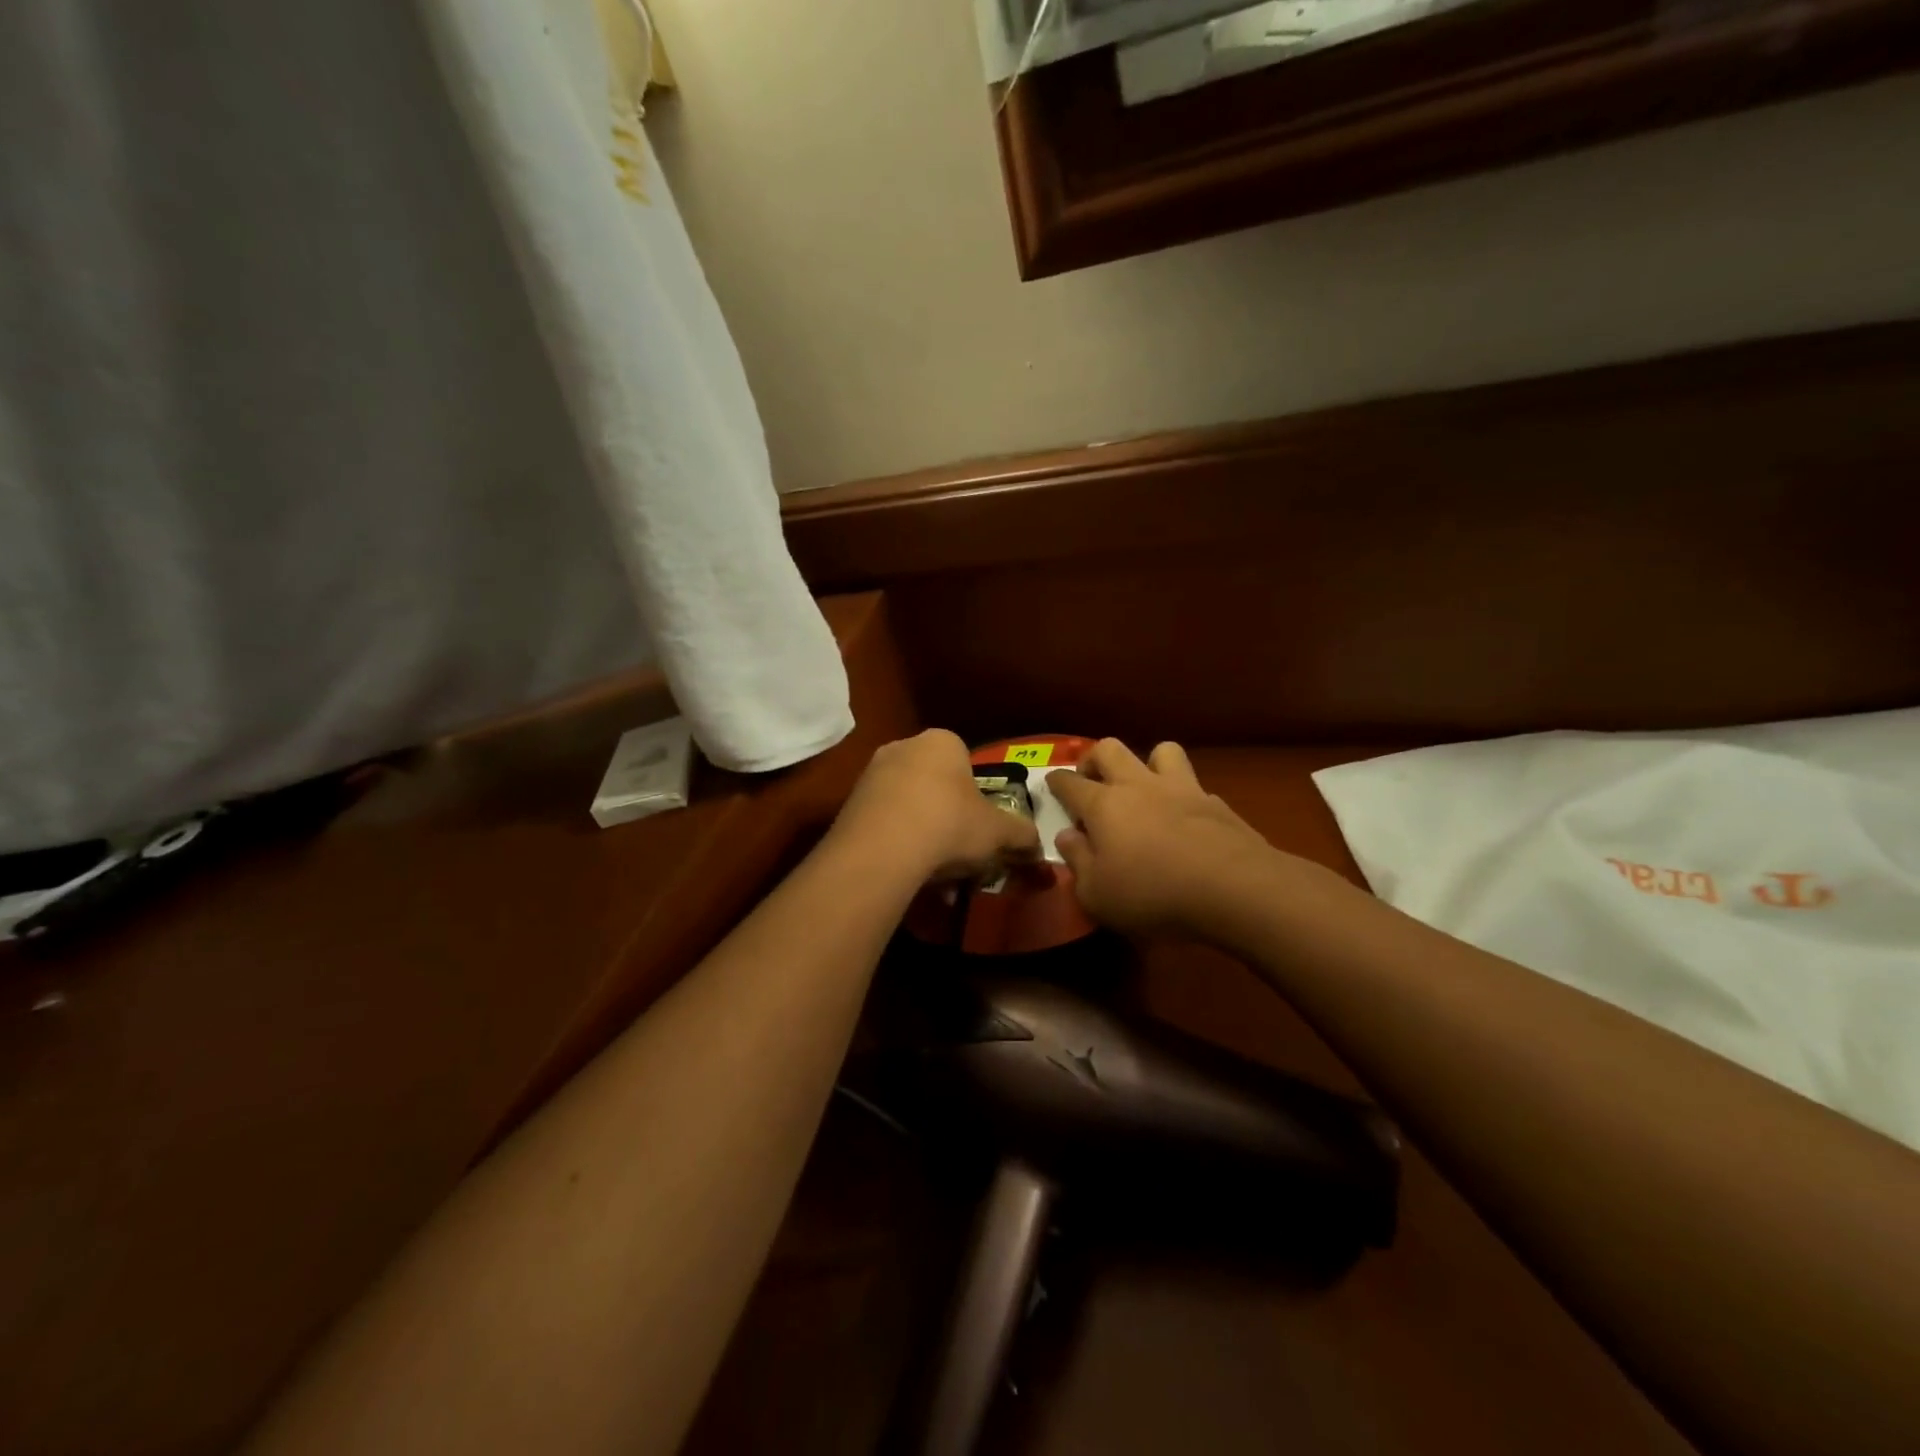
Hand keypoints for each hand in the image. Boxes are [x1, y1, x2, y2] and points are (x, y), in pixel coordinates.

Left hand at [834, 729, 1041, 882]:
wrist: (882, 849)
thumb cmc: (949, 824)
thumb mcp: (998, 831)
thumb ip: (1021, 834)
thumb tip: (1037, 844)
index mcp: (942, 741)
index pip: (965, 760)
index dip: (976, 795)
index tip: (980, 824)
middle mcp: (903, 747)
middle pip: (935, 783)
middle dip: (948, 816)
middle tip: (960, 850)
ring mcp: (871, 773)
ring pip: (909, 805)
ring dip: (924, 834)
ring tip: (935, 873)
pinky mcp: (849, 803)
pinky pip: (885, 822)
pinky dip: (899, 844)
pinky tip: (908, 872)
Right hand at [1049, 739, 1285, 940]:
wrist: (1233, 888)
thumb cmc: (1152, 893)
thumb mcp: (1097, 893)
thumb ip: (1077, 861)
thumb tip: (1066, 837)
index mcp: (1104, 805)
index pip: (1070, 782)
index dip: (1056, 782)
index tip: (1050, 783)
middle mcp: (1139, 786)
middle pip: (1110, 749)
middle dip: (1094, 759)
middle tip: (1092, 780)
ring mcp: (1182, 789)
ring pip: (1161, 751)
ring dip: (1148, 762)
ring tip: (1145, 787)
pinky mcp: (1217, 803)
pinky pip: (1195, 786)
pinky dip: (1184, 797)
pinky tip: (1186, 821)